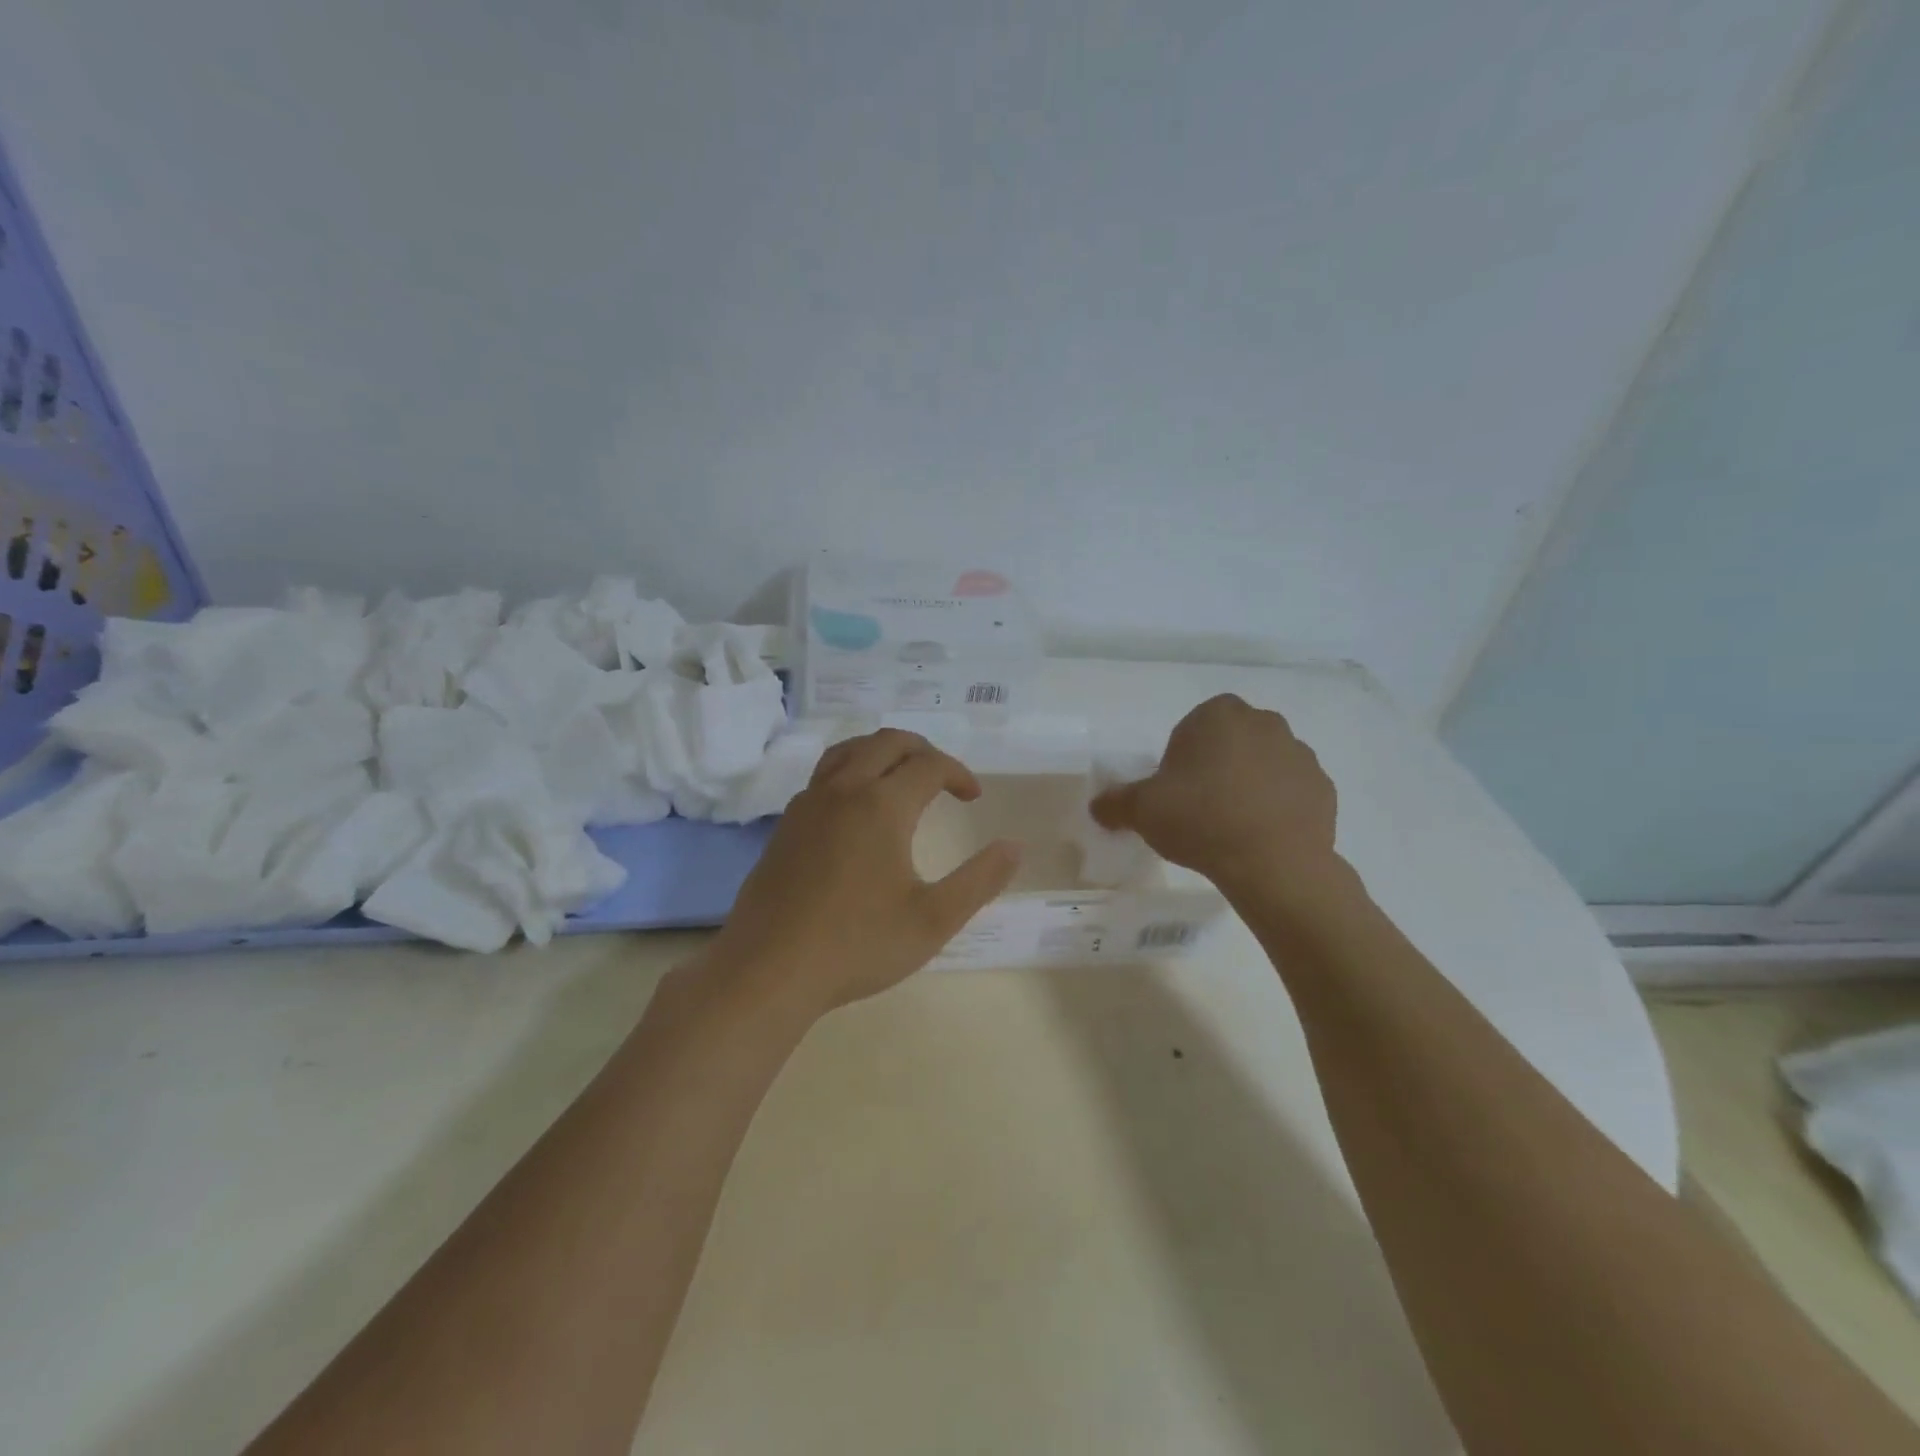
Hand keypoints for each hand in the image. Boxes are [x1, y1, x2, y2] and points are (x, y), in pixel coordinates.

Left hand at [708, 729, 1020, 1016]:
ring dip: (882, 752)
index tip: (973, 797)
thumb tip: (1014, 847)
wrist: (768, 970)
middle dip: (922, 750)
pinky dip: (852, 771)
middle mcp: (843, 790)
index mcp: (882, 804)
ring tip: (901, 777)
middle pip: (887, 742)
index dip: (958, 773)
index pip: (929, 765)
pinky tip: (857, 810)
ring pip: (849, 751)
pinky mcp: (785, 825)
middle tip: (943, 777)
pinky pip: (824, 776)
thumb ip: (980, 880)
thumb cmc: (857, 945)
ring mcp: (807, 804)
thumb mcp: (933, 920)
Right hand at [1091, 694, 1341, 900]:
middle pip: (1229, 742)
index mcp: (1218, 715)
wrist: (1275, 864)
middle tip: (1198, 808)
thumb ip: (1115, 803)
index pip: (1191, 727)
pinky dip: (1277, 807)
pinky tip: (1261, 836)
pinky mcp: (1324, 788)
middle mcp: (1263, 722)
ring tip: (1231, 827)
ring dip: (1248, 785)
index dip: (1179, 760)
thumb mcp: (1142, 811)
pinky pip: (1290, 791)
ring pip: (1262, 764)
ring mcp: (1300, 753)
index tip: (1174, 792)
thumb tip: (1098, 806)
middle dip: (1216, 767)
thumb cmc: (1201, 821)